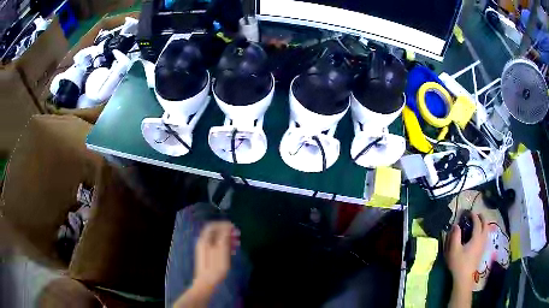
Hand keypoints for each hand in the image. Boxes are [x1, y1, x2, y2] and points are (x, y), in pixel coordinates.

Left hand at [193, 222, 239, 290]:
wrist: (207, 282)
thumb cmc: (215, 267)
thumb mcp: (222, 251)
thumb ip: (224, 238)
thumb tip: (227, 227)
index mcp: (204, 240)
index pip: (212, 226)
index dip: (223, 224)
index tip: (234, 227)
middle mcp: (203, 243)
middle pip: (215, 232)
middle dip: (226, 232)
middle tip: (238, 235)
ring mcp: (205, 250)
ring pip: (216, 240)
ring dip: (227, 239)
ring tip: (238, 243)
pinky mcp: (208, 256)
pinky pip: (217, 246)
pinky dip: (225, 246)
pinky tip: (233, 251)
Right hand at [445, 213, 487, 291]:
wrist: (464, 278)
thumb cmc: (459, 263)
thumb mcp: (454, 249)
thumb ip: (455, 236)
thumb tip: (456, 225)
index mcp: (476, 237)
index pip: (477, 222)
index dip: (474, 216)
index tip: (469, 212)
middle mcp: (482, 239)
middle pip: (485, 225)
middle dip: (482, 218)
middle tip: (477, 215)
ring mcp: (483, 246)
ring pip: (487, 231)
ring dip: (484, 224)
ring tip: (479, 223)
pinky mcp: (482, 251)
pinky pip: (486, 237)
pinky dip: (484, 231)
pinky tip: (480, 235)